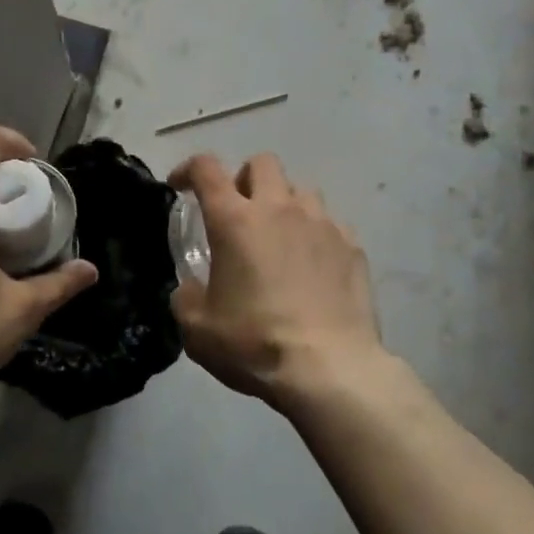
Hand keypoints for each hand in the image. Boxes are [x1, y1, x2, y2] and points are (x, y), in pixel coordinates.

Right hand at [169, 152, 382, 406]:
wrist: (330, 370)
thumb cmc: (255, 344)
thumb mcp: (198, 330)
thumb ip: (186, 298)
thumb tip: (192, 288)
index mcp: (234, 220)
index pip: (206, 168)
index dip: (188, 169)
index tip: (180, 187)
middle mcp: (279, 208)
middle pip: (262, 163)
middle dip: (244, 178)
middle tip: (238, 212)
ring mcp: (321, 224)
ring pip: (301, 190)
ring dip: (284, 204)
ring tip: (279, 237)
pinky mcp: (352, 246)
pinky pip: (330, 223)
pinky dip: (315, 234)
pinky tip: (312, 264)